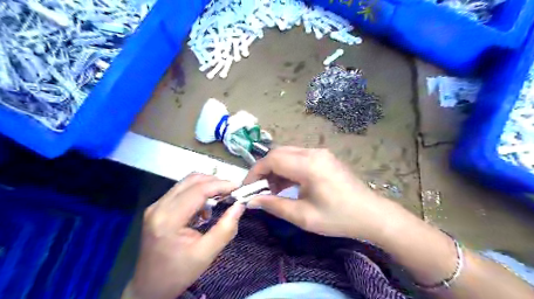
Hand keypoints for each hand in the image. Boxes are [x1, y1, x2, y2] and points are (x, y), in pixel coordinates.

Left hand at [128, 172, 244, 298]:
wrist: (150, 287)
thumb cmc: (178, 273)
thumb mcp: (206, 254)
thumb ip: (225, 229)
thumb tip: (239, 206)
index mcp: (168, 219)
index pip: (198, 190)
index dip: (220, 185)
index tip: (238, 187)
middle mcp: (159, 206)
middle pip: (191, 180)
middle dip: (215, 182)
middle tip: (232, 192)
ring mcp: (156, 206)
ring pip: (187, 182)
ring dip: (207, 186)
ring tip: (222, 198)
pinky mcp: (158, 208)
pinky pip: (182, 191)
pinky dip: (198, 193)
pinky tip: (206, 208)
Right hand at [244, 147, 390, 240]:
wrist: (372, 214)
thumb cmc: (338, 218)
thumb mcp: (303, 216)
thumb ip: (275, 205)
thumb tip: (252, 201)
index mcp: (309, 165)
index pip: (272, 159)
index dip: (255, 172)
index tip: (247, 188)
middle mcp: (313, 152)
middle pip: (278, 153)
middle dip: (264, 170)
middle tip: (259, 190)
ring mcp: (320, 153)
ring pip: (288, 154)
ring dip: (276, 170)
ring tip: (273, 190)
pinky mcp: (324, 157)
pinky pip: (299, 158)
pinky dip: (288, 169)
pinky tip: (288, 185)